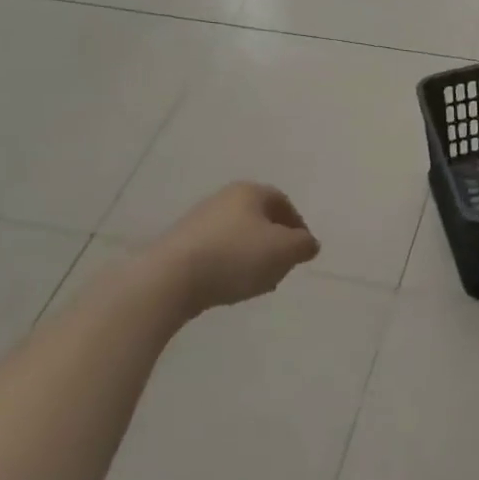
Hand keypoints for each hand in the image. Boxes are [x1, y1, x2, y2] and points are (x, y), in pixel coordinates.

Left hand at [150, 182, 319, 315]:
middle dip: (275, 243)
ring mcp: (198, 223)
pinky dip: (229, 267)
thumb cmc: (236, 256)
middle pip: (259, 220)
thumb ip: (304, 245)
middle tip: (283, 267)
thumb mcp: (285, 250)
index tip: (302, 250)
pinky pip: (216, 254)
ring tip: (258, 283)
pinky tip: (230, 287)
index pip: (282, 202)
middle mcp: (223, 199)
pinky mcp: (179, 247)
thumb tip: (309, 244)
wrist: (169, 279)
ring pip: (238, 238)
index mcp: (249, 192)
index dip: (297, 226)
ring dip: (253, 258)